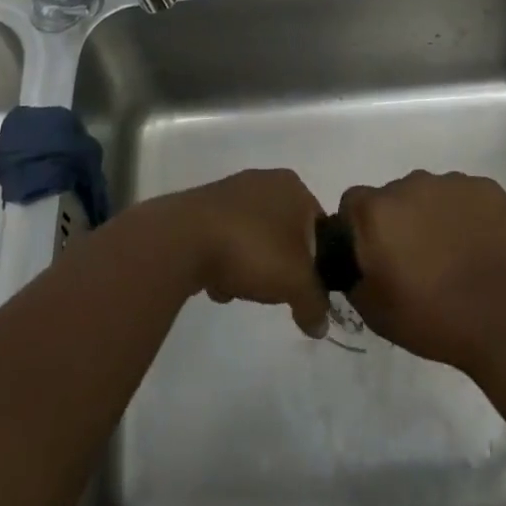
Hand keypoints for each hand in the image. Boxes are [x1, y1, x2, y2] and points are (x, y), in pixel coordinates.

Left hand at [164, 169, 330, 338]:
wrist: (185, 239)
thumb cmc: (253, 249)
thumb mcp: (296, 283)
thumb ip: (314, 303)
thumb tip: (320, 324)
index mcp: (292, 186)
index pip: (318, 226)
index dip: (318, 260)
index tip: (307, 286)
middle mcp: (264, 181)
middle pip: (284, 235)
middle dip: (280, 266)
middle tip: (274, 288)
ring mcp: (230, 192)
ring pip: (254, 240)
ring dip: (250, 267)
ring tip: (240, 288)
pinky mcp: (203, 209)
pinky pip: (225, 241)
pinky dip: (224, 262)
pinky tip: (215, 281)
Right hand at [339, 170, 505, 373]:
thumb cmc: (433, 319)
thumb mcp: (373, 310)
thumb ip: (351, 273)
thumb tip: (353, 257)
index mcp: (376, 211)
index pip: (353, 204)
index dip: (360, 228)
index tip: (376, 255)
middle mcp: (409, 184)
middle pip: (393, 196)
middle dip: (399, 221)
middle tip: (416, 260)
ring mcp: (450, 182)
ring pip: (429, 193)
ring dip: (432, 216)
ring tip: (452, 254)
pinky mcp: (485, 187)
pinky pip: (464, 196)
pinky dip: (465, 215)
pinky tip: (477, 246)